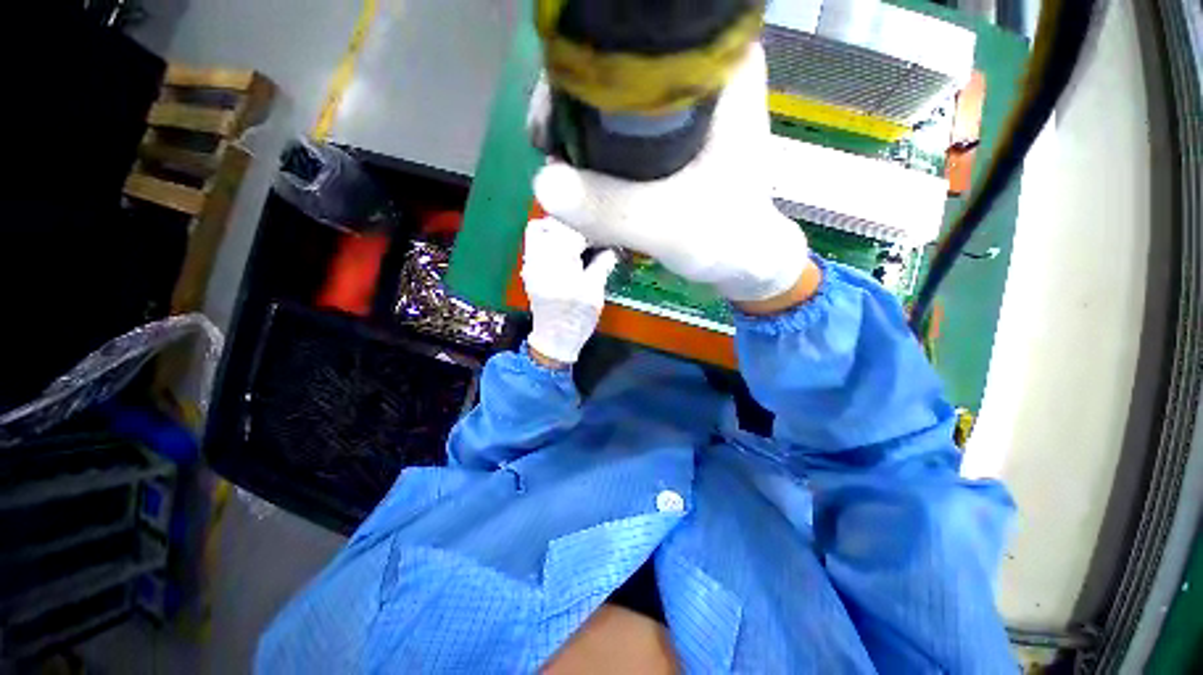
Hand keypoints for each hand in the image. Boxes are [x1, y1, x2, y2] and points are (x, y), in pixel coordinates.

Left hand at [522, 217, 618, 366]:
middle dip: (574, 225)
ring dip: (558, 228)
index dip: (592, 228)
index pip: (573, 231)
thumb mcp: (594, 292)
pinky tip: (564, 249)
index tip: (605, 232)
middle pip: (553, 224)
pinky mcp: (529, 269)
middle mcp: (539, 259)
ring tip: (576, 238)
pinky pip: (533, 242)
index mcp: (559, 264)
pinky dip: (548, 238)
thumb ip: (602, 264)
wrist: (554, 339)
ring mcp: (530, 263)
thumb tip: (612, 246)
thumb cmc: (577, 318)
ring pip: (538, 229)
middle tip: (592, 234)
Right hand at [532, 43, 810, 302]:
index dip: (578, 73)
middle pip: (613, 66)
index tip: (551, 125)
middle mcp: (700, 71)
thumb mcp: (667, 226)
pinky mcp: (670, 131)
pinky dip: (595, 150)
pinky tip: (584, 180)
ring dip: (579, 135)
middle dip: (573, 110)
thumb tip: (543, 184)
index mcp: (717, 70)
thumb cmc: (721, 238)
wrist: (737, 258)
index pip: (633, 40)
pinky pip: (619, 126)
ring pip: (612, 98)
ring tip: (566, 179)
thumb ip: (611, 209)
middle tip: (553, 158)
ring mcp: (683, 102)